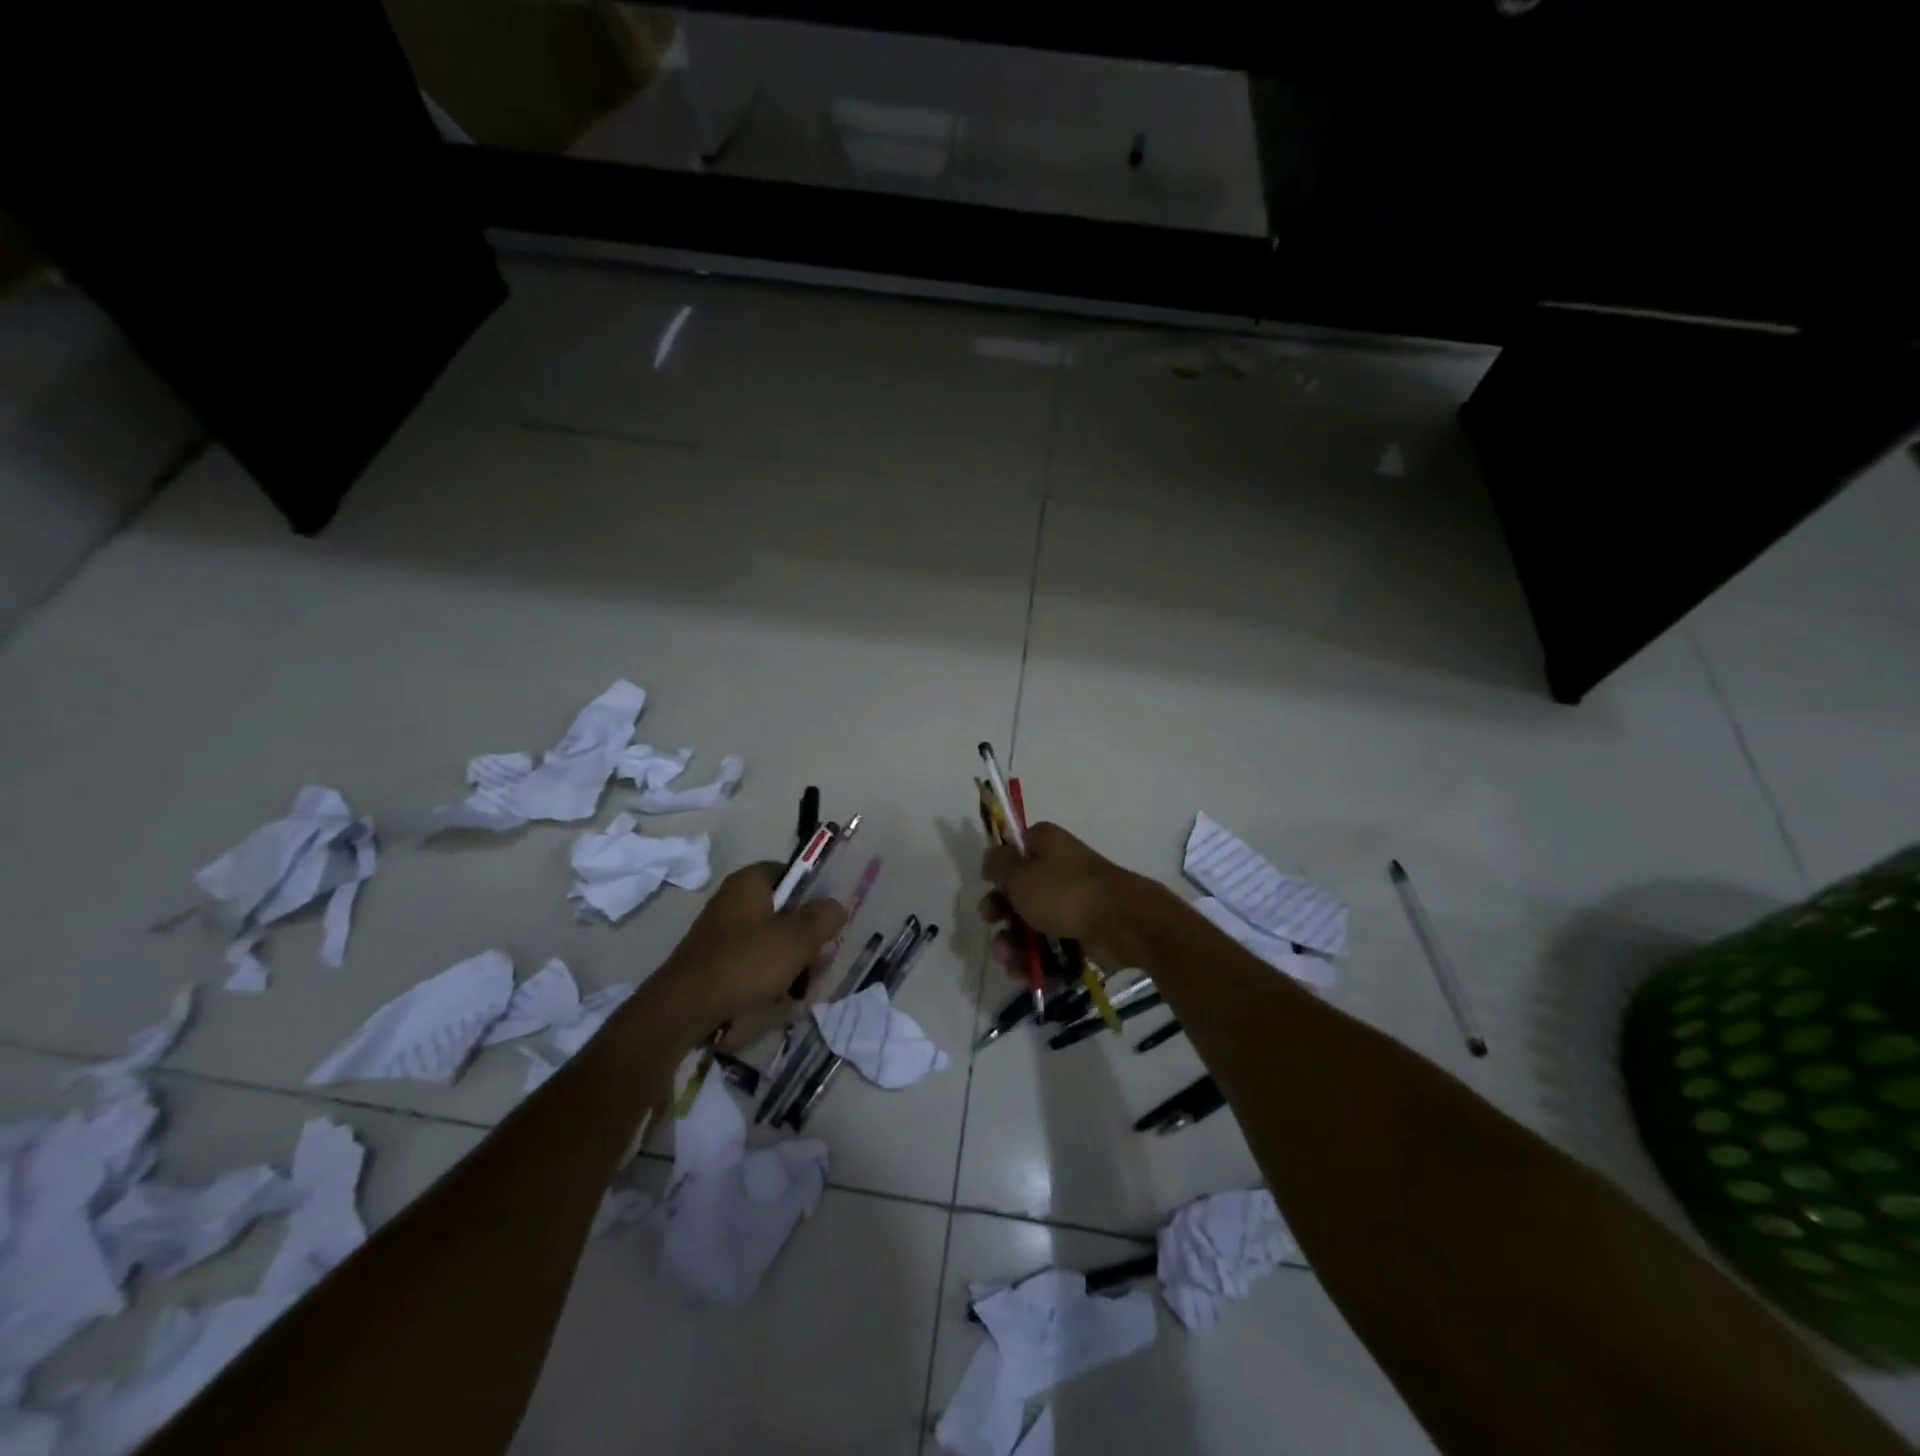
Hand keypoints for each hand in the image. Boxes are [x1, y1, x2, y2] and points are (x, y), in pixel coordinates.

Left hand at [660, 863, 845, 1032]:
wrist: (683, 1008)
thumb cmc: (746, 962)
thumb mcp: (797, 938)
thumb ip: (823, 917)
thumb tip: (835, 906)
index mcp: (750, 882)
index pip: (792, 872)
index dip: (814, 893)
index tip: (828, 920)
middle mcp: (733, 900)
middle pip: (784, 911)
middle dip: (806, 938)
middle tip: (818, 964)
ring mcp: (721, 932)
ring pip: (771, 940)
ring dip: (792, 962)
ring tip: (802, 990)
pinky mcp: (714, 961)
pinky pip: (752, 962)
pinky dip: (769, 977)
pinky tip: (779, 1000)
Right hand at [977, 821, 1137, 969]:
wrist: (1120, 923)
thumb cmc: (1063, 892)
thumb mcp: (1020, 874)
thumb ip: (998, 864)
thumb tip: (991, 858)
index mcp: (1045, 844)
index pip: (1015, 850)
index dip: (999, 870)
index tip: (988, 886)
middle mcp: (1059, 868)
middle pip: (1020, 892)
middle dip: (1002, 915)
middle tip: (990, 925)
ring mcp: (1072, 901)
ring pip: (1034, 924)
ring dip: (1015, 945)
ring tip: (1010, 962)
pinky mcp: (1082, 931)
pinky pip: (1053, 946)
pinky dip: (1040, 962)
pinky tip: (1028, 976)